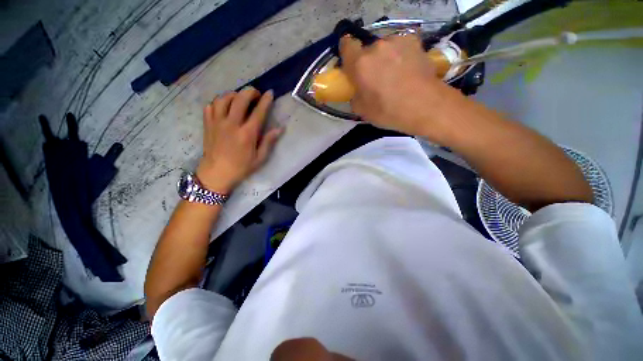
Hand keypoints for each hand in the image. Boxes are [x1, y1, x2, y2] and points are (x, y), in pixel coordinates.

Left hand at [196, 87, 282, 193]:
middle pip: (240, 99)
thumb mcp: (259, 158)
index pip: (258, 112)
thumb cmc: (241, 167)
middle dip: (250, 92)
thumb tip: (279, 129)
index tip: (270, 93)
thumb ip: (268, 142)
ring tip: (240, 99)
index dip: (265, 100)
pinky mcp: (208, 124)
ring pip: (224, 98)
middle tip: (256, 95)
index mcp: (247, 134)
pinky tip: (224, 106)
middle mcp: (232, 124)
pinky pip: (211, 105)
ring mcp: (217, 122)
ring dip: (234, 95)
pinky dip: (219, 102)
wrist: (216, 173)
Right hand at [340, 34, 449, 138]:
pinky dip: (400, 56)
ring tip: (395, 75)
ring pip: (384, 48)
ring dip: (385, 58)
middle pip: (367, 50)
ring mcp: (397, 42)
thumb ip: (354, 96)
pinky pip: (400, 47)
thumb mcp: (362, 111)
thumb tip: (357, 91)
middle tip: (376, 79)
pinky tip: (408, 70)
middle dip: (368, 62)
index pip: (346, 45)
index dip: (347, 53)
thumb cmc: (389, 111)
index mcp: (360, 64)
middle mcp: (376, 47)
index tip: (351, 64)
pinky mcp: (414, 41)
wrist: (424, 105)